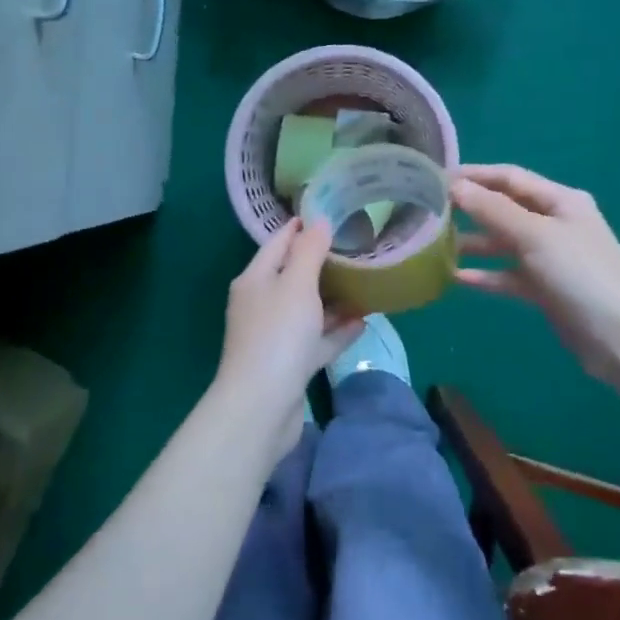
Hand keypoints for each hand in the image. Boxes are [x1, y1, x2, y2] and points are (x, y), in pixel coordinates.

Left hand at [215, 219, 365, 458]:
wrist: (262, 406)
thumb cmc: (278, 335)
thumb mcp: (295, 285)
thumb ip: (309, 252)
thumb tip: (318, 221)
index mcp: (255, 280)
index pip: (277, 243)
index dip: (301, 227)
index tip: (330, 213)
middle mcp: (261, 304)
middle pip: (292, 276)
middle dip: (322, 263)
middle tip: (357, 248)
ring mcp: (275, 336)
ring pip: (307, 310)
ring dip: (332, 299)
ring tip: (365, 284)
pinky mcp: (290, 365)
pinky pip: (316, 341)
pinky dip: (336, 331)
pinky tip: (362, 322)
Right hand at [452, 164, 619, 383]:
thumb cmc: (582, 275)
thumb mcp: (536, 235)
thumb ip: (493, 210)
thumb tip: (453, 185)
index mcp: (560, 200)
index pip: (509, 177)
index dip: (473, 175)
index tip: (433, 178)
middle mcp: (554, 223)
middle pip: (504, 208)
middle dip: (468, 208)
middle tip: (426, 210)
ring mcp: (549, 257)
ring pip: (502, 243)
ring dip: (472, 242)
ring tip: (433, 244)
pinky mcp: (544, 288)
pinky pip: (506, 275)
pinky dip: (484, 274)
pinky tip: (454, 277)